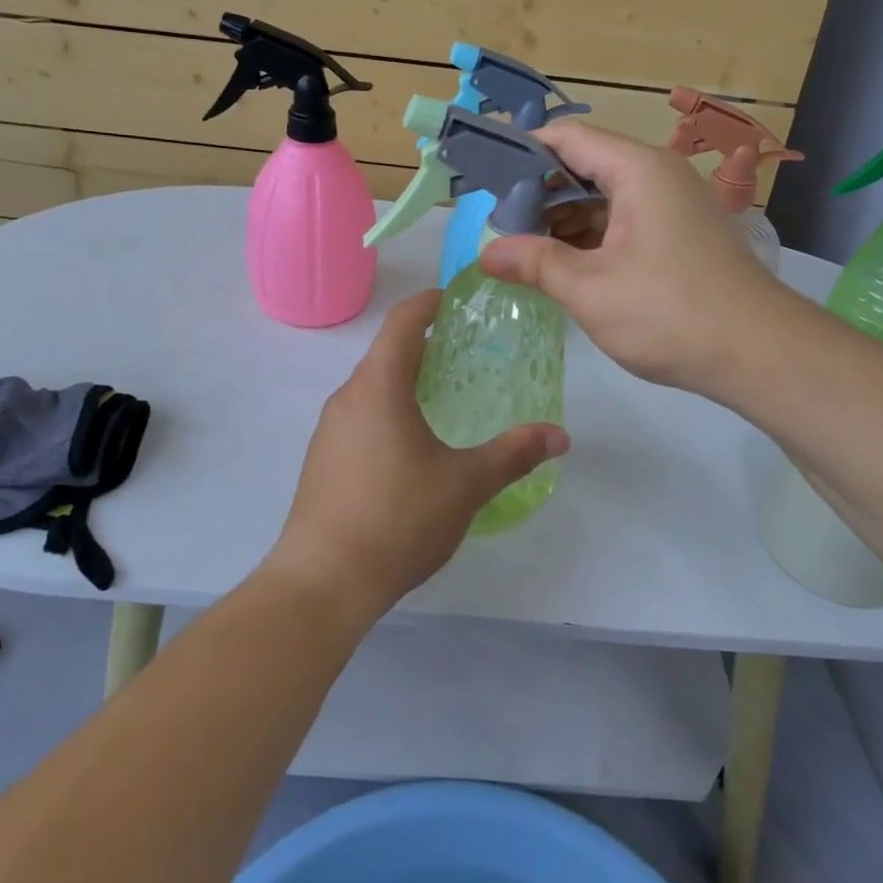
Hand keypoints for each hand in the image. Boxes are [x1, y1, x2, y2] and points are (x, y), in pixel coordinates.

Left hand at [265, 290, 568, 627]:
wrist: (323, 582)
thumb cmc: (398, 518)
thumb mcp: (466, 485)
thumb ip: (514, 454)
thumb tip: (560, 435)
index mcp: (379, 386)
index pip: (403, 321)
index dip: (430, 302)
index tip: (457, 300)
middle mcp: (348, 397)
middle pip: (387, 353)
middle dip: (425, 346)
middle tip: (467, 355)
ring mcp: (329, 429)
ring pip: (372, 387)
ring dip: (406, 381)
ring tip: (445, 399)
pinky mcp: (323, 459)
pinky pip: (360, 417)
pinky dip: (389, 411)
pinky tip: (413, 448)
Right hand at [481, 118, 776, 392]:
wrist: (761, 355)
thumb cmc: (670, 313)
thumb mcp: (591, 289)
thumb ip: (536, 264)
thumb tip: (486, 253)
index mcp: (639, 170)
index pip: (569, 137)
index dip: (524, 152)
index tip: (486, 179)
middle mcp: (659, 176)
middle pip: (587, 165)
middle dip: (540, 192)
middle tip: (499, 224)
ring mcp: (674, 206)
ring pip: (605, 196)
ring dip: (564, 219)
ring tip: (523, 248)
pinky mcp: (681, 236)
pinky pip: (625, 221)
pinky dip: (592, 237)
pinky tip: (564, 264)